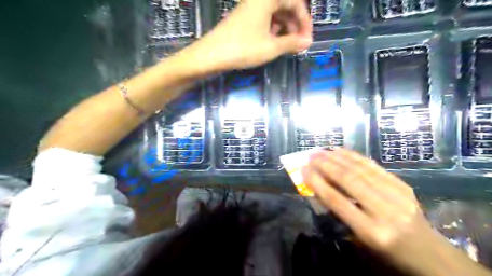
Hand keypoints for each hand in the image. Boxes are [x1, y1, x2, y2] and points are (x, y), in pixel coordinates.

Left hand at [182, 0, 312, 71]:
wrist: (211, 55)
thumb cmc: (243, 48)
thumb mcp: (271, 47)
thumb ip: (292, 43)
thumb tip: (308, 43)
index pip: (295, 2)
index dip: (305, 21)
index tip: (308, 39)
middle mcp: (258, 0)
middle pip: (284, 6)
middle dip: (295, 25)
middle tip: (299, 44)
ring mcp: (249, 9)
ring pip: (274, 14)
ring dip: (284, 29)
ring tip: (288, 46)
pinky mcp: (243, 20)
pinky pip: (263, 21)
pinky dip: (273, 31)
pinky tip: (274, 43)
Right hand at [302, 149, 454, 275]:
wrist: (428, 254)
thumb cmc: (386, 253)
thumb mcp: (359, 240)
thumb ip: (339, 214)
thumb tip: (320, 187)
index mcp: (371, 231)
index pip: (337, 201)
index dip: (317, 183)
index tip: (303, 170)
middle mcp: (385, 211)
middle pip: (349, 180)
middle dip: (325, 165)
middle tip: (310, 156)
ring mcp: (398, 195)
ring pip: (361, 170)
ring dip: (337, 158)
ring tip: (321, 151)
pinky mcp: (404, 186)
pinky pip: (374, 166)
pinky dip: (354, 156)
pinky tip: (341, 151)